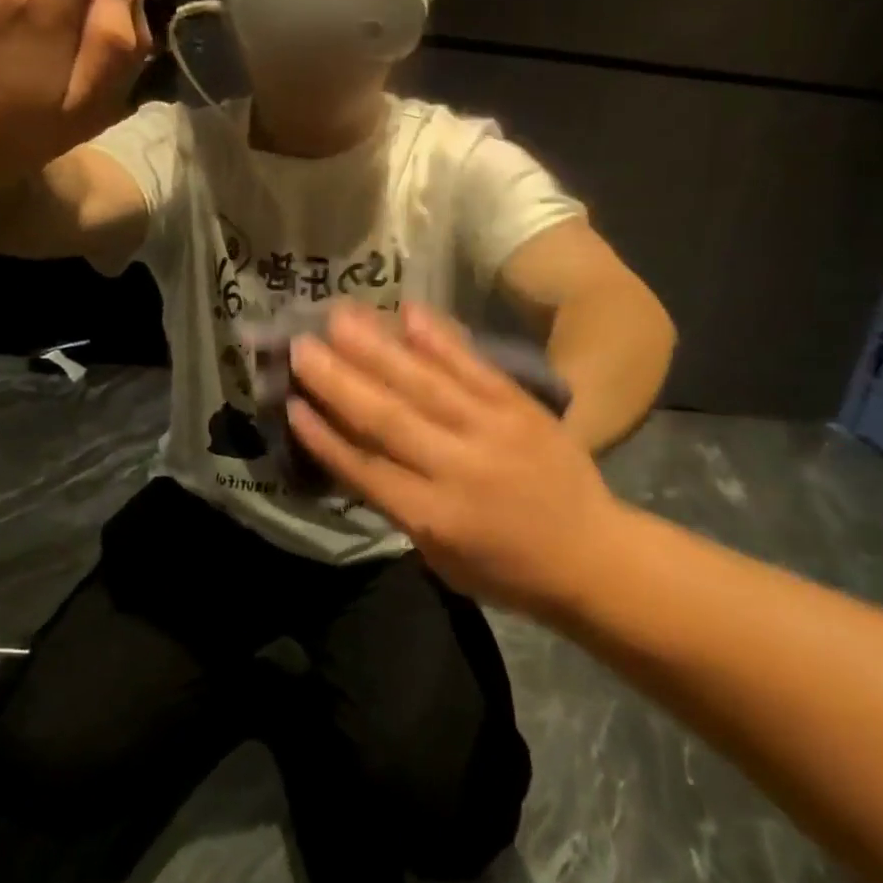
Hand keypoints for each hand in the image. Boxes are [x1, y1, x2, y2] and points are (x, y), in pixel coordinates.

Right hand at [287, 303, 626, 617]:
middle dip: (337, 379)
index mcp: (432, 516)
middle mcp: (456, 467)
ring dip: (378, 347)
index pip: (364, 468)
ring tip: (340, 315)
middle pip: (386, 417)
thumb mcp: (441, 557)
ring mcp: (492, 430)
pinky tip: (409, 312)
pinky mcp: (520, 406)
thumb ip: (398, 506)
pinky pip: (474, 366)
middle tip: (300, 344)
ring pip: (423, 383)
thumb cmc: (508, 570)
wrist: (593, 555)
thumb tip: (355, 451)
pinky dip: (440, 338)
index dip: (323, 434)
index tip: (289, 401)